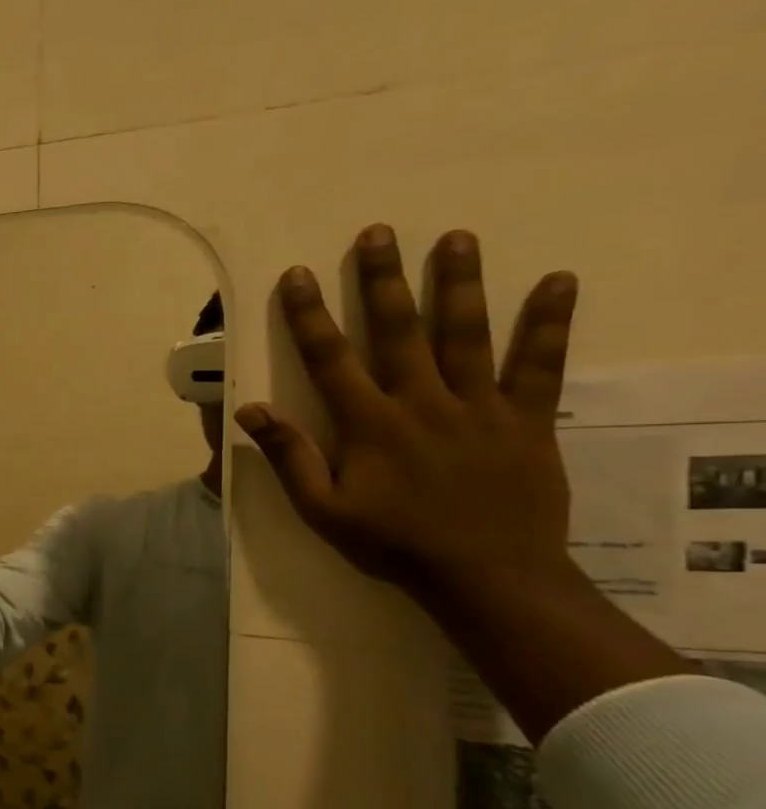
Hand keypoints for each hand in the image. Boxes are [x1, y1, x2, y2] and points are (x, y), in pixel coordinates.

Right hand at [236, 226, 576, 602]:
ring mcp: (480, 407)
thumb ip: (289, 456)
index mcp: (370, 424)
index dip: (309, 315)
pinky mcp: (527, 420)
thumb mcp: (322, 509)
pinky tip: (559, 282)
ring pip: (468, 335)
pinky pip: (541, 366)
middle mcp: (422, 403)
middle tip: (377, 232)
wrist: (487, 576)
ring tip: (455, 237)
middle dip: (383, 280)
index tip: (297, 275)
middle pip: (399, 330)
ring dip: (459, 283)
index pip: (331, 358)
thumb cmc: (393, 543)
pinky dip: (549, 324)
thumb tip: (250, 410)